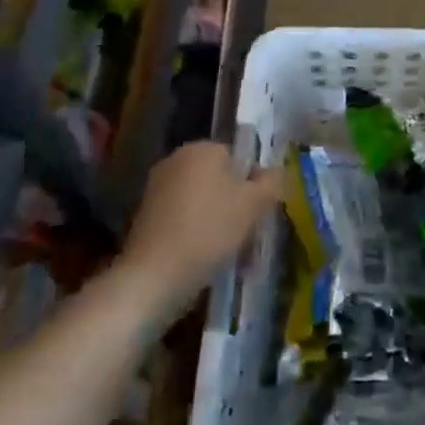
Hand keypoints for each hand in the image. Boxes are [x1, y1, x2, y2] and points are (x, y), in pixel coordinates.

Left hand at [120, 141, 280, 315]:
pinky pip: (184, 219)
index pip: (238, 156)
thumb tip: (277, 171)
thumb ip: (271, 182)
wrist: (154, 276)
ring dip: (218, 220)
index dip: (253, 182)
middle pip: (219, 178)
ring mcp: (157, 189)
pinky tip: (206, 256)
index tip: (259, 209)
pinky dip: (197, 232)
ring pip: (203, 201)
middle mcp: (176, 160)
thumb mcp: (253, 204)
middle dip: (236, 202)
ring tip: (230, 250)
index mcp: (201, 148)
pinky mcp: (146, 218)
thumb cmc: (209, 230)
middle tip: (248, 231)